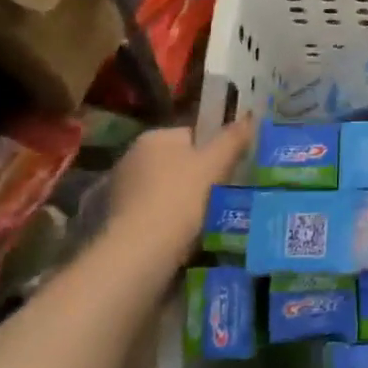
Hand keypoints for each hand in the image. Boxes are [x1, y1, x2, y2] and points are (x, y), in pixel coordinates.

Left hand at [103, 117, 254, 276]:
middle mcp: (132, 157)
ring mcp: (121, 190)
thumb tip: (250, 116)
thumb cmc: (181, 197)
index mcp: (154, 137)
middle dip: (199, 176)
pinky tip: (186, 234)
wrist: (141, 251)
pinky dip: (170, 220)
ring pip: (167, 189)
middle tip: (225, 193)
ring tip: (209, 218)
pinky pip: (155, 212)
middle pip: (178, 162)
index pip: (192, 135)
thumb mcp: (216, 163)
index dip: (215, 150)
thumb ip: (233, 138)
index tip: (231, 169)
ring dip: (185, 200)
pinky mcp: (117, 220)